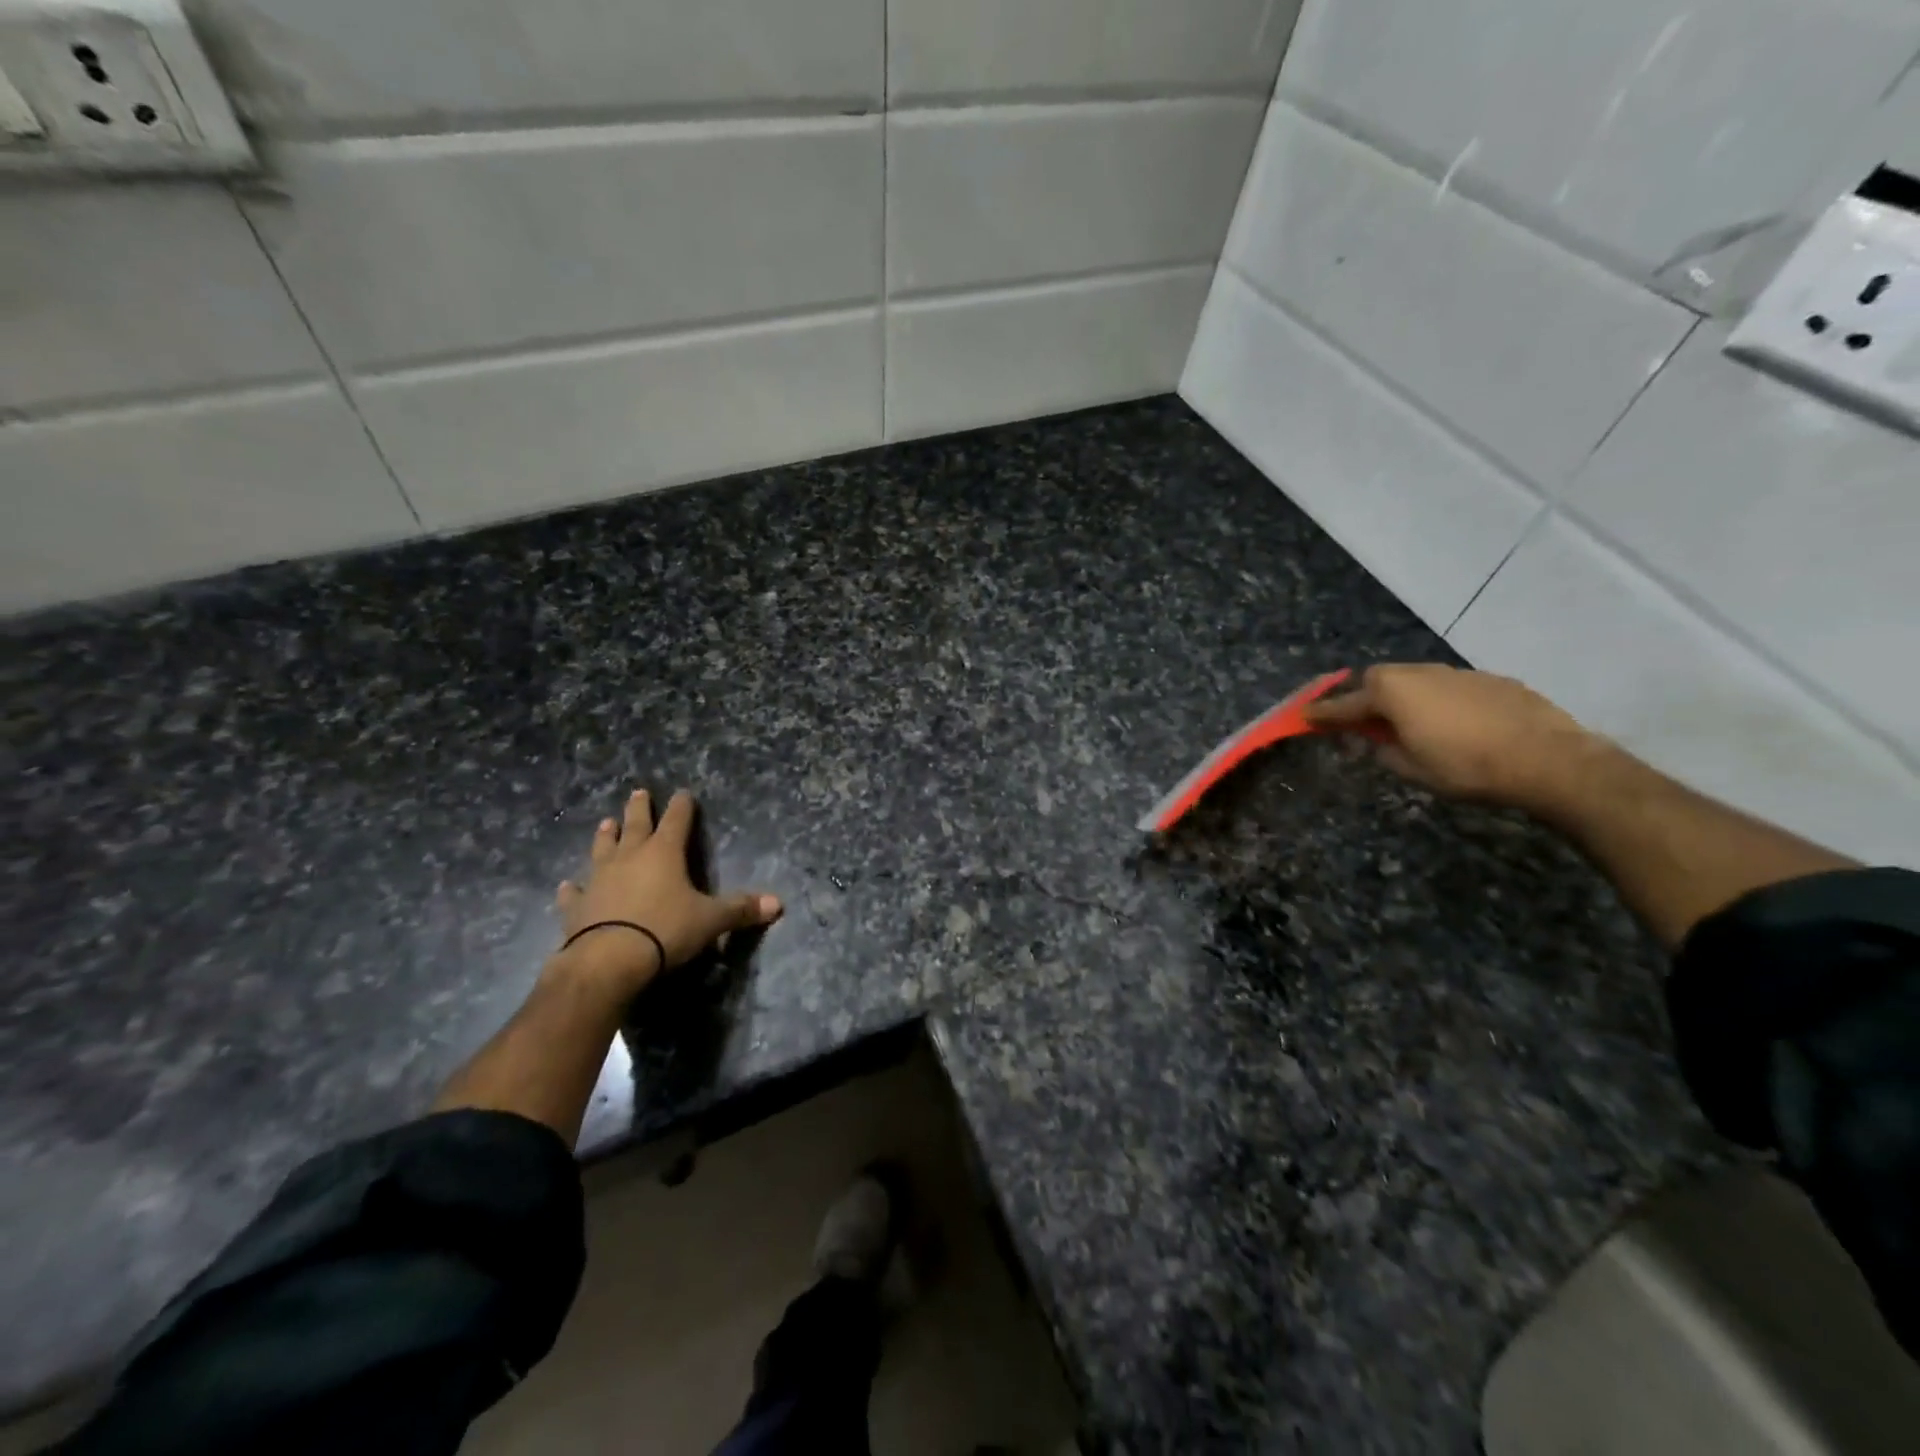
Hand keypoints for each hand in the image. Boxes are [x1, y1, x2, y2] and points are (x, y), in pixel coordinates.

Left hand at [554, 789, 781, 993]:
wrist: (608, 960)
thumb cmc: (665, 930)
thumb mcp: (711, 920)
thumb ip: (741, 909)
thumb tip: (778, 904)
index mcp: (664, 853)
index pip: (677, 821)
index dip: (682, 806)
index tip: (683, 793)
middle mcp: (630, 857)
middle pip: (636, 825)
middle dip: (640, 809)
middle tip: (638, 792)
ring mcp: (600, 879)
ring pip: (603, 849)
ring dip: (605, 836)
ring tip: (605, 822)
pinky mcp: (577, 906)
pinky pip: (575, 892)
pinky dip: (573, 888)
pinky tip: (567, 884)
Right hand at [1306, 664, 1600, 807]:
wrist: (1549, 760)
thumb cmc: (1466, 767)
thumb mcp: (1411, 768)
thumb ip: (1383, 750)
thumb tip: (1375, 741)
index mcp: (1392, 692)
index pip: (1344, 704)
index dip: (1322, 713)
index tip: (1302, 716)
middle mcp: (1420, 672)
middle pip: (1379, 681)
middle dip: (1366, 699)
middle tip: (1363, 724)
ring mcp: (1458, 673)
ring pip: (1416, 681)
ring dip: (1405, 699)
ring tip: (1412, 727)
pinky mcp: (1491, 679)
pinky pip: (1449, 687)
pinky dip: (1439, 702)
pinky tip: (1455, 726)